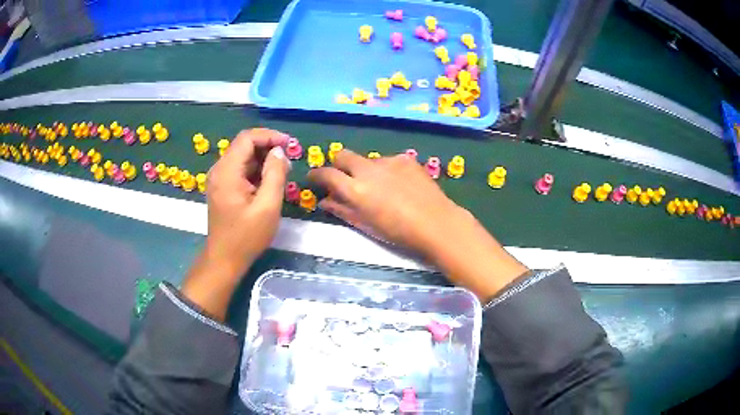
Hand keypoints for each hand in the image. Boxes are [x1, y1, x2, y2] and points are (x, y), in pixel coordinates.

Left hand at [183, 128, 289, 319]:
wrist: (224, 259)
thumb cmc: (247, 236)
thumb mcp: (268, 206)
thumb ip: (275, 174)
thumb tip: (279, 152)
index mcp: (227, 171)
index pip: (247, 138)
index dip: (270, 136)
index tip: (290, 145)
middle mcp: (219, 169)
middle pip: (244, 145)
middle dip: (268, 148)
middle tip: (289, 161)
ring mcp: (219, 178)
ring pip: (243, 157)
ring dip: (263, 159)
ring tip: (283, 173)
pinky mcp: (222, 187)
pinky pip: (240, 169)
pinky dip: (256, 170)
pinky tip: (269, 183)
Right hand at [308, 150, 527, 300]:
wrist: (436, 223)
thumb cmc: (398, 232)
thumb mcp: (366, 225)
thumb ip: (342, 210)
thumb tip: (325, 201)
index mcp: (355, 189)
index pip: (326, 174)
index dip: (316, 176)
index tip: (314, 180)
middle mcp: (368, 169)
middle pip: (343, 155)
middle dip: (338, 164)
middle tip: (343, 179)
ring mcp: (388, 161)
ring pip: (367, 159)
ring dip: (365, 170)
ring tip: (380, 188)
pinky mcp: (405, 159)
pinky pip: (388, 161)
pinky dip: (386, 171)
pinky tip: (399, 185)